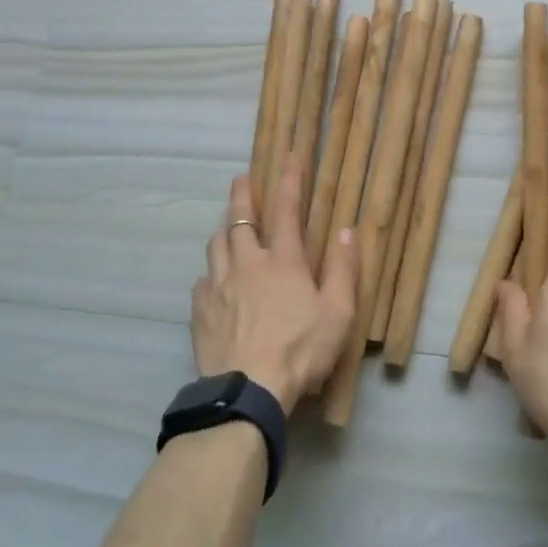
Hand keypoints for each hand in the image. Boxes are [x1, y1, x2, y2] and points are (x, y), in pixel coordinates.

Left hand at [193, 155, 356, 414]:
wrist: (247, 390)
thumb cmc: (300, 350)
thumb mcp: (338, 313)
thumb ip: (343, 269)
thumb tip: (346, 230)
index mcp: (283, 261)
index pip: (287, 210)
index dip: (289, 181)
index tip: (288, 156)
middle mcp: (247, 263)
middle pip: (240, 219)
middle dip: (242, 195)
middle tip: (241, 178)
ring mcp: (219, 286)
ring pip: (216, 244)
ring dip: (224, 229)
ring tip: (228, 226)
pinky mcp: (201, 311)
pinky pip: (203, 281)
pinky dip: (211, 273)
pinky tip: (213, 281)